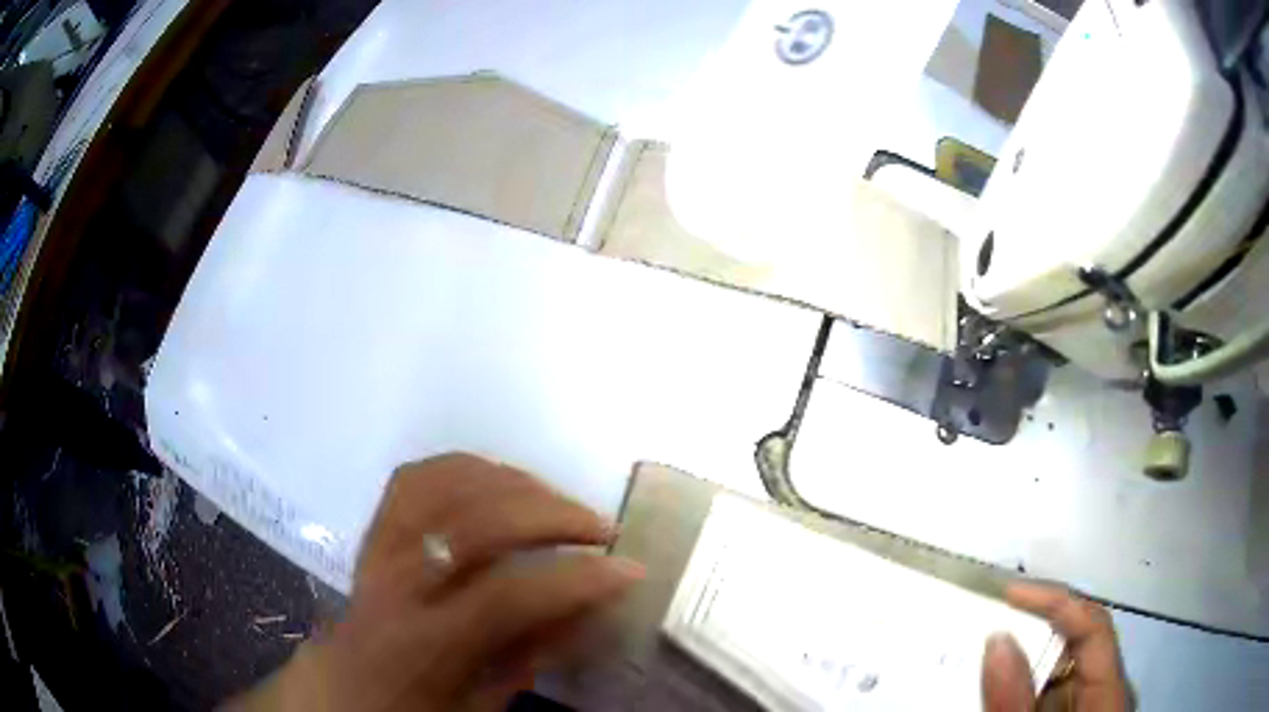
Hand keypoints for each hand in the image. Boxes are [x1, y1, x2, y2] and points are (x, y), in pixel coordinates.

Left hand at [227, 453, 642, 711]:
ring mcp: (377, 546)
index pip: (505, 596)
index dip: (574, 579)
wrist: (338, 688)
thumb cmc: (411, 709)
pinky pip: (417, 477)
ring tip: (559, 502)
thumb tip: (590, 605)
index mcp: (420, 646)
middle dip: (551, 516)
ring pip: (444, 485)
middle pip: (474, 523)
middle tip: (601, 527)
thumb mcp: (480, 706)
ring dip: (514, 484)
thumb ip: (532, 656)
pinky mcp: (372, 529)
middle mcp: (393, 582)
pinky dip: (466, 468)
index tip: (628, 569)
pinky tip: (501, 481)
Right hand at [982, 583, 1132, 711]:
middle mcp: (1101, 691)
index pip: (1092, 626)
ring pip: (1055, 671)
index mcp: (1108, 690)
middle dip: (1029, 632)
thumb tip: (996, 639)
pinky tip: (989, 694)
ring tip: (975, 657)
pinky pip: (1043, 694)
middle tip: (980, 623)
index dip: (1056, 601)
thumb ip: (1013, 702)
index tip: (1007, 594)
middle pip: (1073, 645)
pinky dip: (1015, 691)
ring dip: (1018, 663)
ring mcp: (1086, 706)